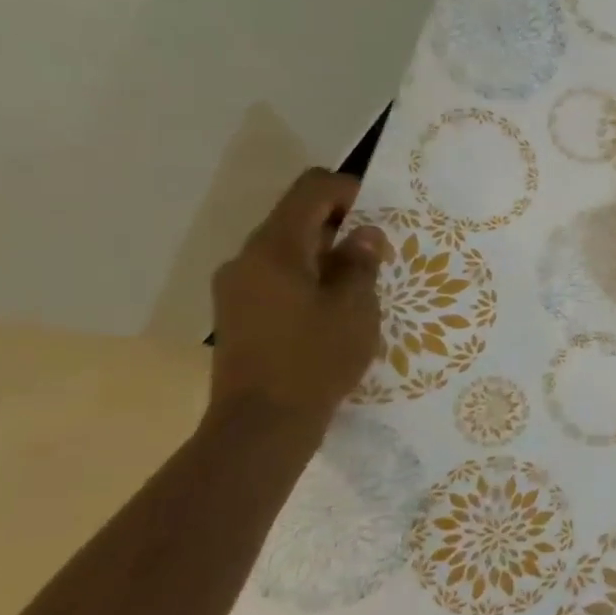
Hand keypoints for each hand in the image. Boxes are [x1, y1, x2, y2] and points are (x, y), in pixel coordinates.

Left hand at [207, 169, 388, 425]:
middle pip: (295, 218)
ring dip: (324, 256)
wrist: (261, 425)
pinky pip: (276, 277)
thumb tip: (364, 234)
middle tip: (376, 257)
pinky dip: (306, 279)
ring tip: (358, 288)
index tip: (379, 217)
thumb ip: (360, 263)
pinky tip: (330, 311)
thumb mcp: (354, 309)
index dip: (348, 190)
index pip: (311, 189)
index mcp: (274, 248)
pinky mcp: (237, 313)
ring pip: (286, 250)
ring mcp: (236, 287)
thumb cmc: (315, 360)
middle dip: (340, 227)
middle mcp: (247, 258)